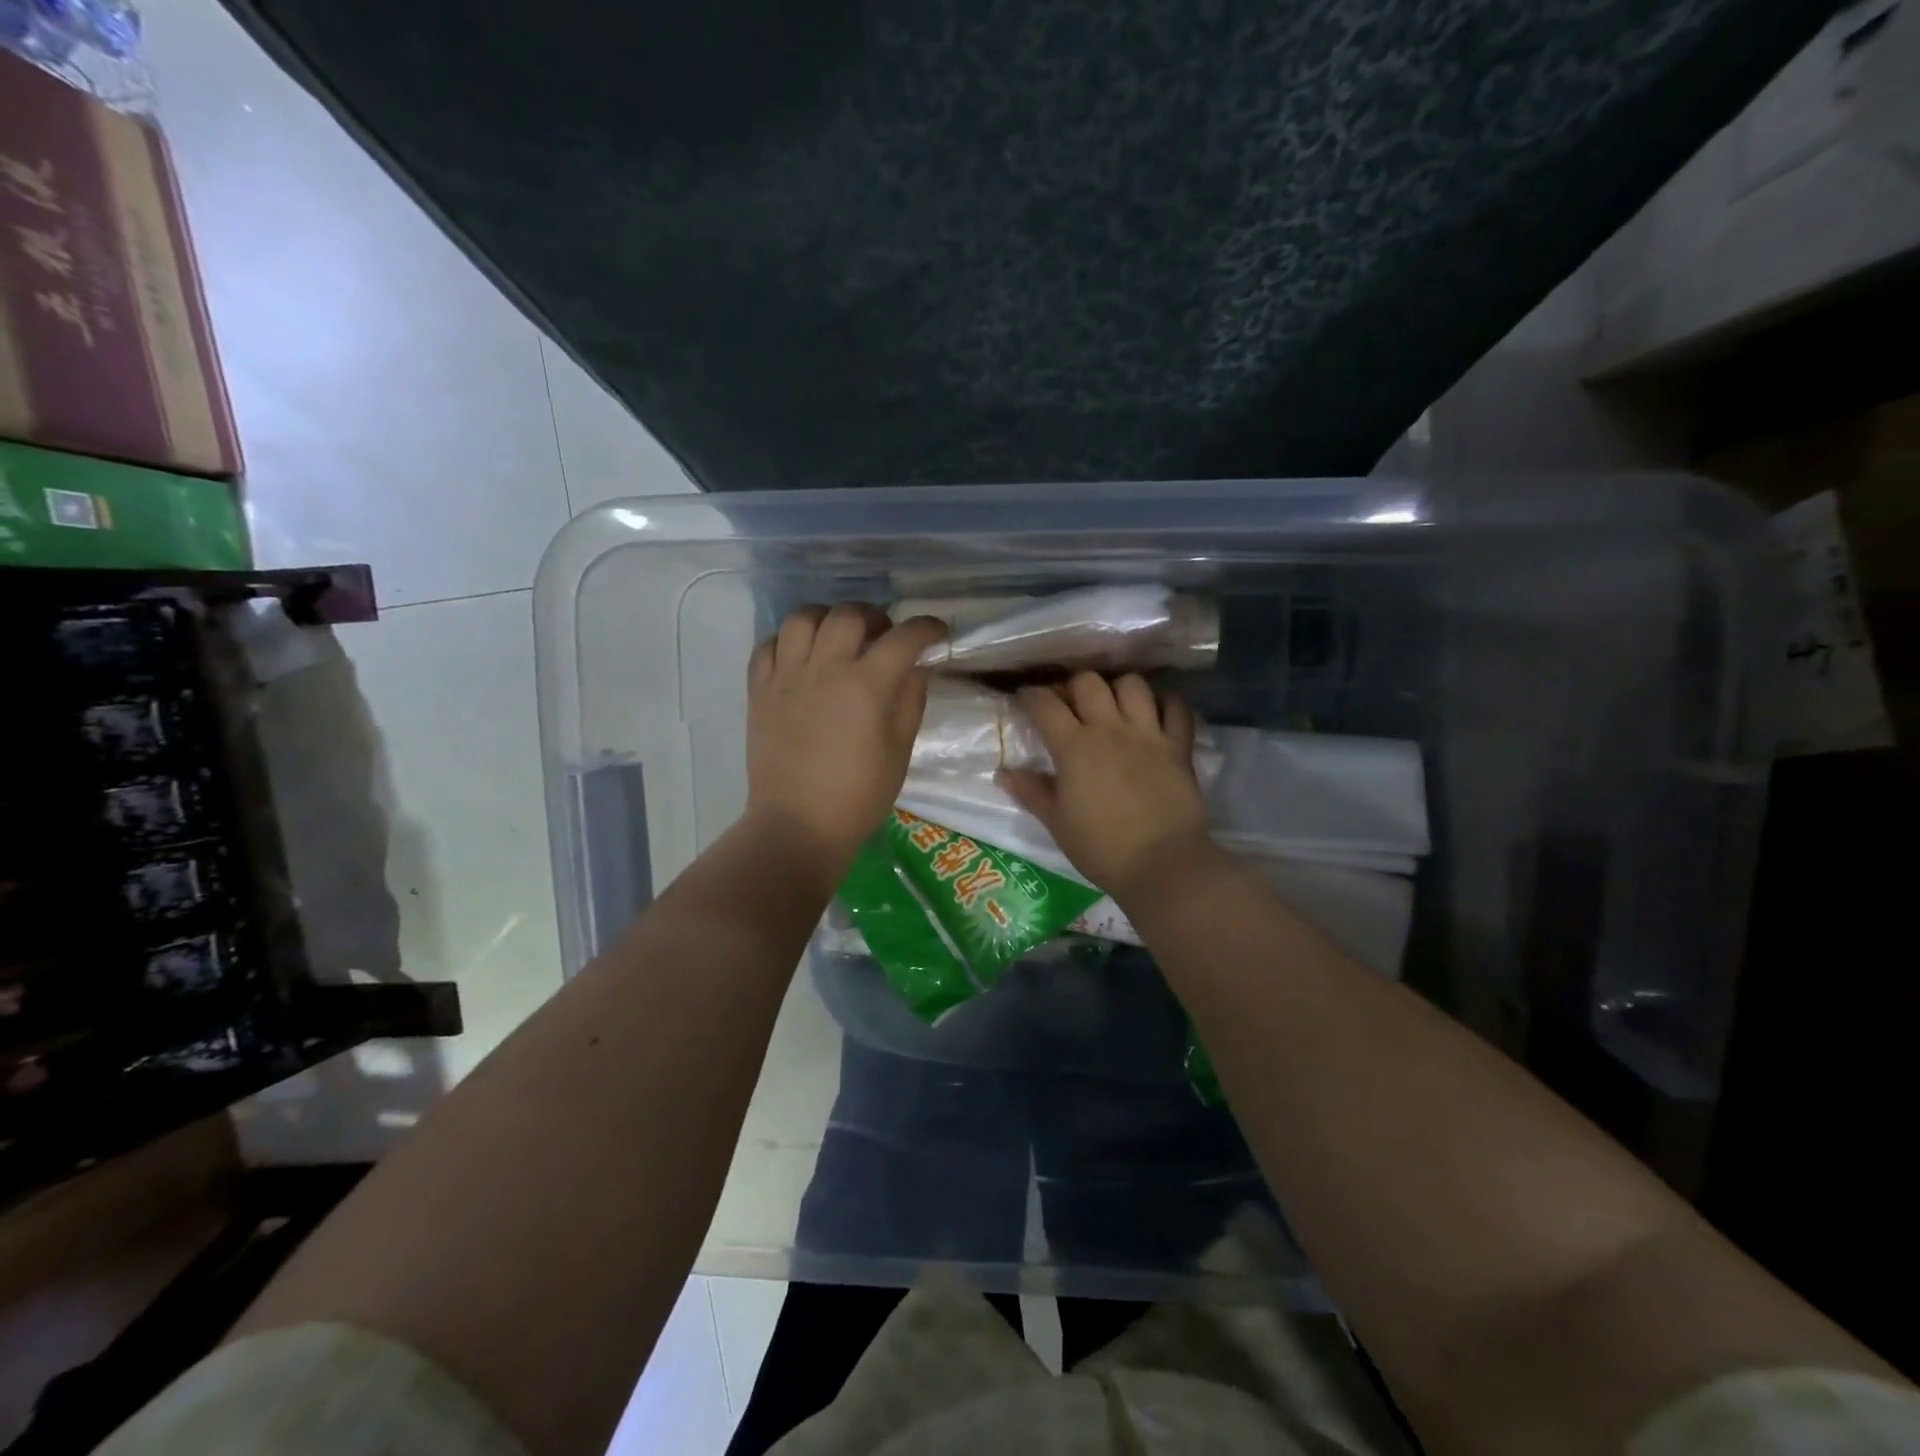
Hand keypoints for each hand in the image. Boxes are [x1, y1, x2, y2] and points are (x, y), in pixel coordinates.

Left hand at [746, 604, 947, 869]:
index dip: (927, 628)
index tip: (936, 633)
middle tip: (883, 637)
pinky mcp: (759, 690)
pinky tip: (802, 657)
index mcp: (867, 685)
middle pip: (850, 614)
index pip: (904, 637)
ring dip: (827, 619)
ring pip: (804, 618)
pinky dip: (789, 641)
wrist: (798, 825)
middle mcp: (825, 668)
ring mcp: (786, 676)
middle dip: (875, 617)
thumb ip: (911, 699)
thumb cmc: (859, 795)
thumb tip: (917, 665)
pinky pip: (769, 645)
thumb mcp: (900, 750)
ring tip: (838, 638)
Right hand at [998, 672, 1211, 906]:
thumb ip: (1031, 792)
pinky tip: (1155, 713)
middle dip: (1073, 686)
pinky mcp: (1178, 746)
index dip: (1030, 695)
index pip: (1045, 704)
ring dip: (1118, 688)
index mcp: (1074, 747)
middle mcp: (1110, 729)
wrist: (1162, 865)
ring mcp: (1148, 734)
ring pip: (1133, 684)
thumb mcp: (1057, 823)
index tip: (1024, 699)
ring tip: (1113, 705)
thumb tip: (1003, 773)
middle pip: (1088, 682)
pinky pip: (1175, 707)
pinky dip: (1165, 703)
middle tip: (1070, 704)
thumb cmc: (1101, 848)